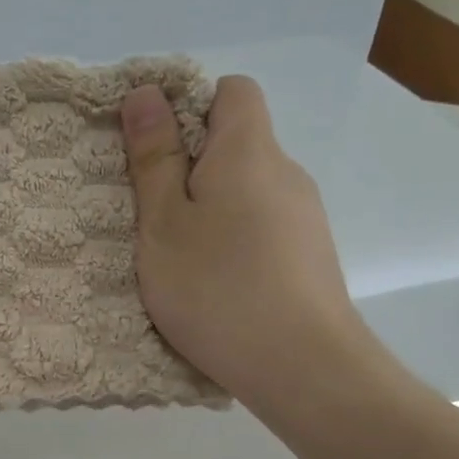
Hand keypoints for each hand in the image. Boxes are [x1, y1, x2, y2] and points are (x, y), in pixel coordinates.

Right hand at [121, 76, 379, 413]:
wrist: (302, 367)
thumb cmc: (217, 288)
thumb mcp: (164, 224)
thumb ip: (153, 158)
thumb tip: (147, 93)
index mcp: (250, 151)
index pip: (232, 90)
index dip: (189, 105)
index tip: (153, 149)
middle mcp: (286, 173)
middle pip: (238, 143)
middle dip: (191, 165)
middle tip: (151, 212)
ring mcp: (305, 218)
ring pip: (248, 191)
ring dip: (211, 209)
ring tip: (178, 257)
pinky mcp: (311, 257)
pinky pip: (263, 228)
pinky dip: (234, 240)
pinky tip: (216, 284)